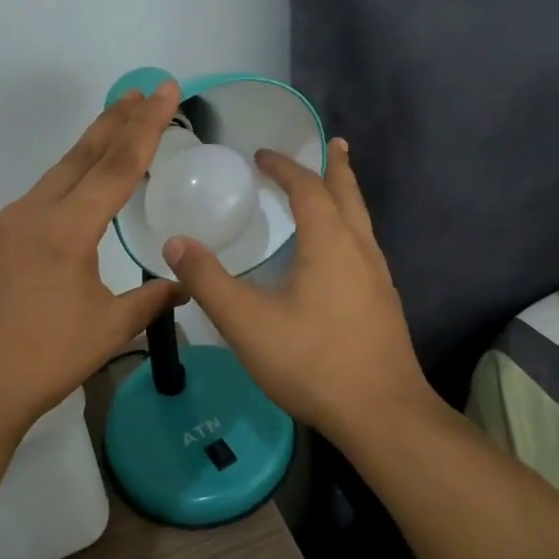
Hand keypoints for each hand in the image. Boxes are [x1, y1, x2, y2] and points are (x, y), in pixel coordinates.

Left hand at [0, 85, 183, 437]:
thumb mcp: (108, 330)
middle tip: (143, 92)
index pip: (117, 166)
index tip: (164, 92)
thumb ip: (150, 300)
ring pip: (57, 173)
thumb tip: (183, 284)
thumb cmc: (44, 360)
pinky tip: (77, 189)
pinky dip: (67, 180)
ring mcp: (7, 225)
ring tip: (116, 126)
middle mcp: (33, 213)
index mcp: (66, 229)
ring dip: (90, 147)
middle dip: (116, 121)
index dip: (146, 127)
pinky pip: (39, 197)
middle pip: (83, 156)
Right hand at [163, 139, 432, 441]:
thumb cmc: (312, 360)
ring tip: (335, 187)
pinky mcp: (383, 305)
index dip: (285, 168)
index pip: (308, 188)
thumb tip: (175, 243)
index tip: (262, 155)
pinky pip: (364, 248)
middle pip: (348, 195)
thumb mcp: (246, 321)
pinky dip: (349, 228)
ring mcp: (378, 278)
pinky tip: (338, 253)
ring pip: (362, 222)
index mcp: (330, 243)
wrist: (381, 414)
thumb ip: (208, 281)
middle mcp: (360, 250)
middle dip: (336, 167)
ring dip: (346, 197)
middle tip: (331, 143)